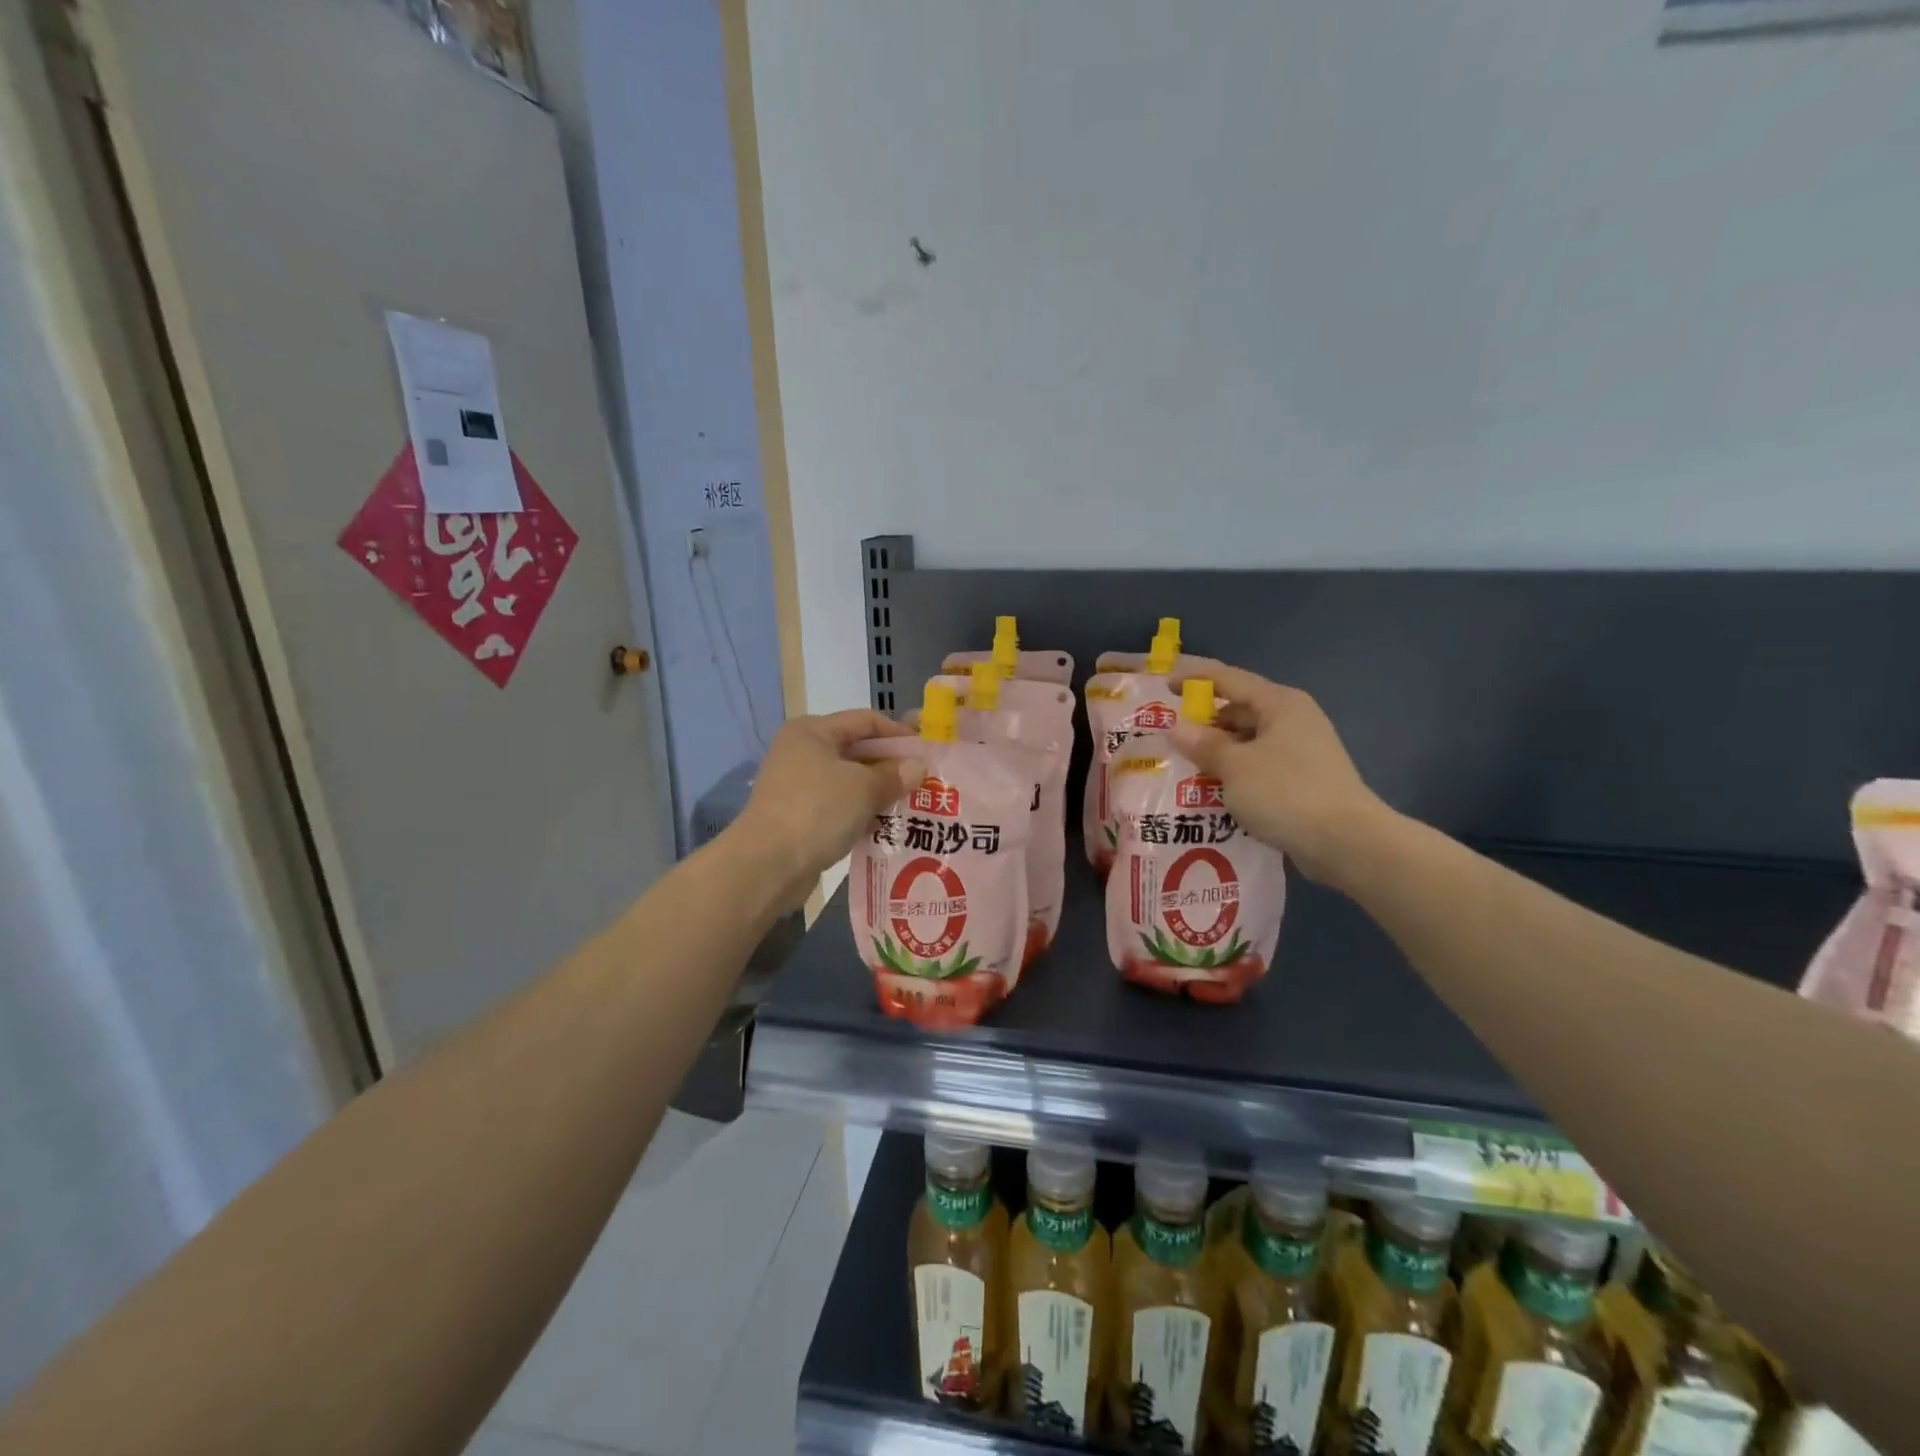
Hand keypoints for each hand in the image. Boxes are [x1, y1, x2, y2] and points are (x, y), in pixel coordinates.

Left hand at [735, 710, 920, 896]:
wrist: (767, 864)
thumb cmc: (817, 810)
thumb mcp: (864, 788)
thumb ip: (895, 774)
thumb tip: (918, 767)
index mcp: (813, 731)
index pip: (866, 721)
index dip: (899, 733)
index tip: (928, 750)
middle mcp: (802, 751)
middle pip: (857, 750)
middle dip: (891, 765)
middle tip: (926, 780)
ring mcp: (798, 785)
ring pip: (849, 781)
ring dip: (879, 792)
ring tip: (913, 804)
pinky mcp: (799, 816)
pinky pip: (839, 806)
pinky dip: (862, 812)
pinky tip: (887, 825)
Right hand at [1169, 659, 1394, 885]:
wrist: (1346, 842)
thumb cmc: (1286, 792)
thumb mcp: (1234, 766)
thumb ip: (1203, 745)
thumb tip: (1177, 728)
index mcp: (1279, 703)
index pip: (1228, 678)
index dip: (1194, 678)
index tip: (1164, 684)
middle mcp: (1293, 720)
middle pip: (1239, 710)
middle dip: (1204, 722)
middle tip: (1169, 737)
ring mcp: (1301, 751)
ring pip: (1248, 742)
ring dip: (1218, 752)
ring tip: (1184, 767)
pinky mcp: (1303, 781)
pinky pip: (1259, 767)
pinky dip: (1235, 773)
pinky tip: (1213, 791)